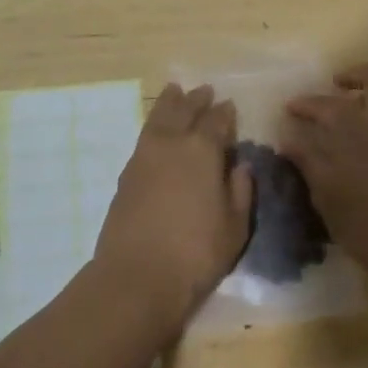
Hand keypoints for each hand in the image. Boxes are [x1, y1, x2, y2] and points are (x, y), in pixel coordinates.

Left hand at [95, 84, 254, 329]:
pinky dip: (154, 124)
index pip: (217, 121)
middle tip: (204, 90)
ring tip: (174, 91)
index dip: (225, 113)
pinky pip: (144, 135)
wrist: (136, 277)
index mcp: (203, 150)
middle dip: (196, 99)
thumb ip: (240, 191)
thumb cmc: (195, 253)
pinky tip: (157, 129)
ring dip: (169, 102)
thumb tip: (240, 165)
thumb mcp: (234, 226)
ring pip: (159, 117)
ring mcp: (144, 156)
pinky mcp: (127, 173)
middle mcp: (172, 143)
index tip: (229, 105)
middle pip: (184, 110)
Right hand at [283, 63, 367, 273]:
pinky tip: (366, 138)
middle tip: (334, 87)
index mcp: (357, 129)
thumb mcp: (326, 194)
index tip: (291, 108)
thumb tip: (289, 137)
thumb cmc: (365, 226)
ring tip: (349, 110)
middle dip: (354, 76)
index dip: (305, 104)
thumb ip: (308, 159)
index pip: (325, 105)